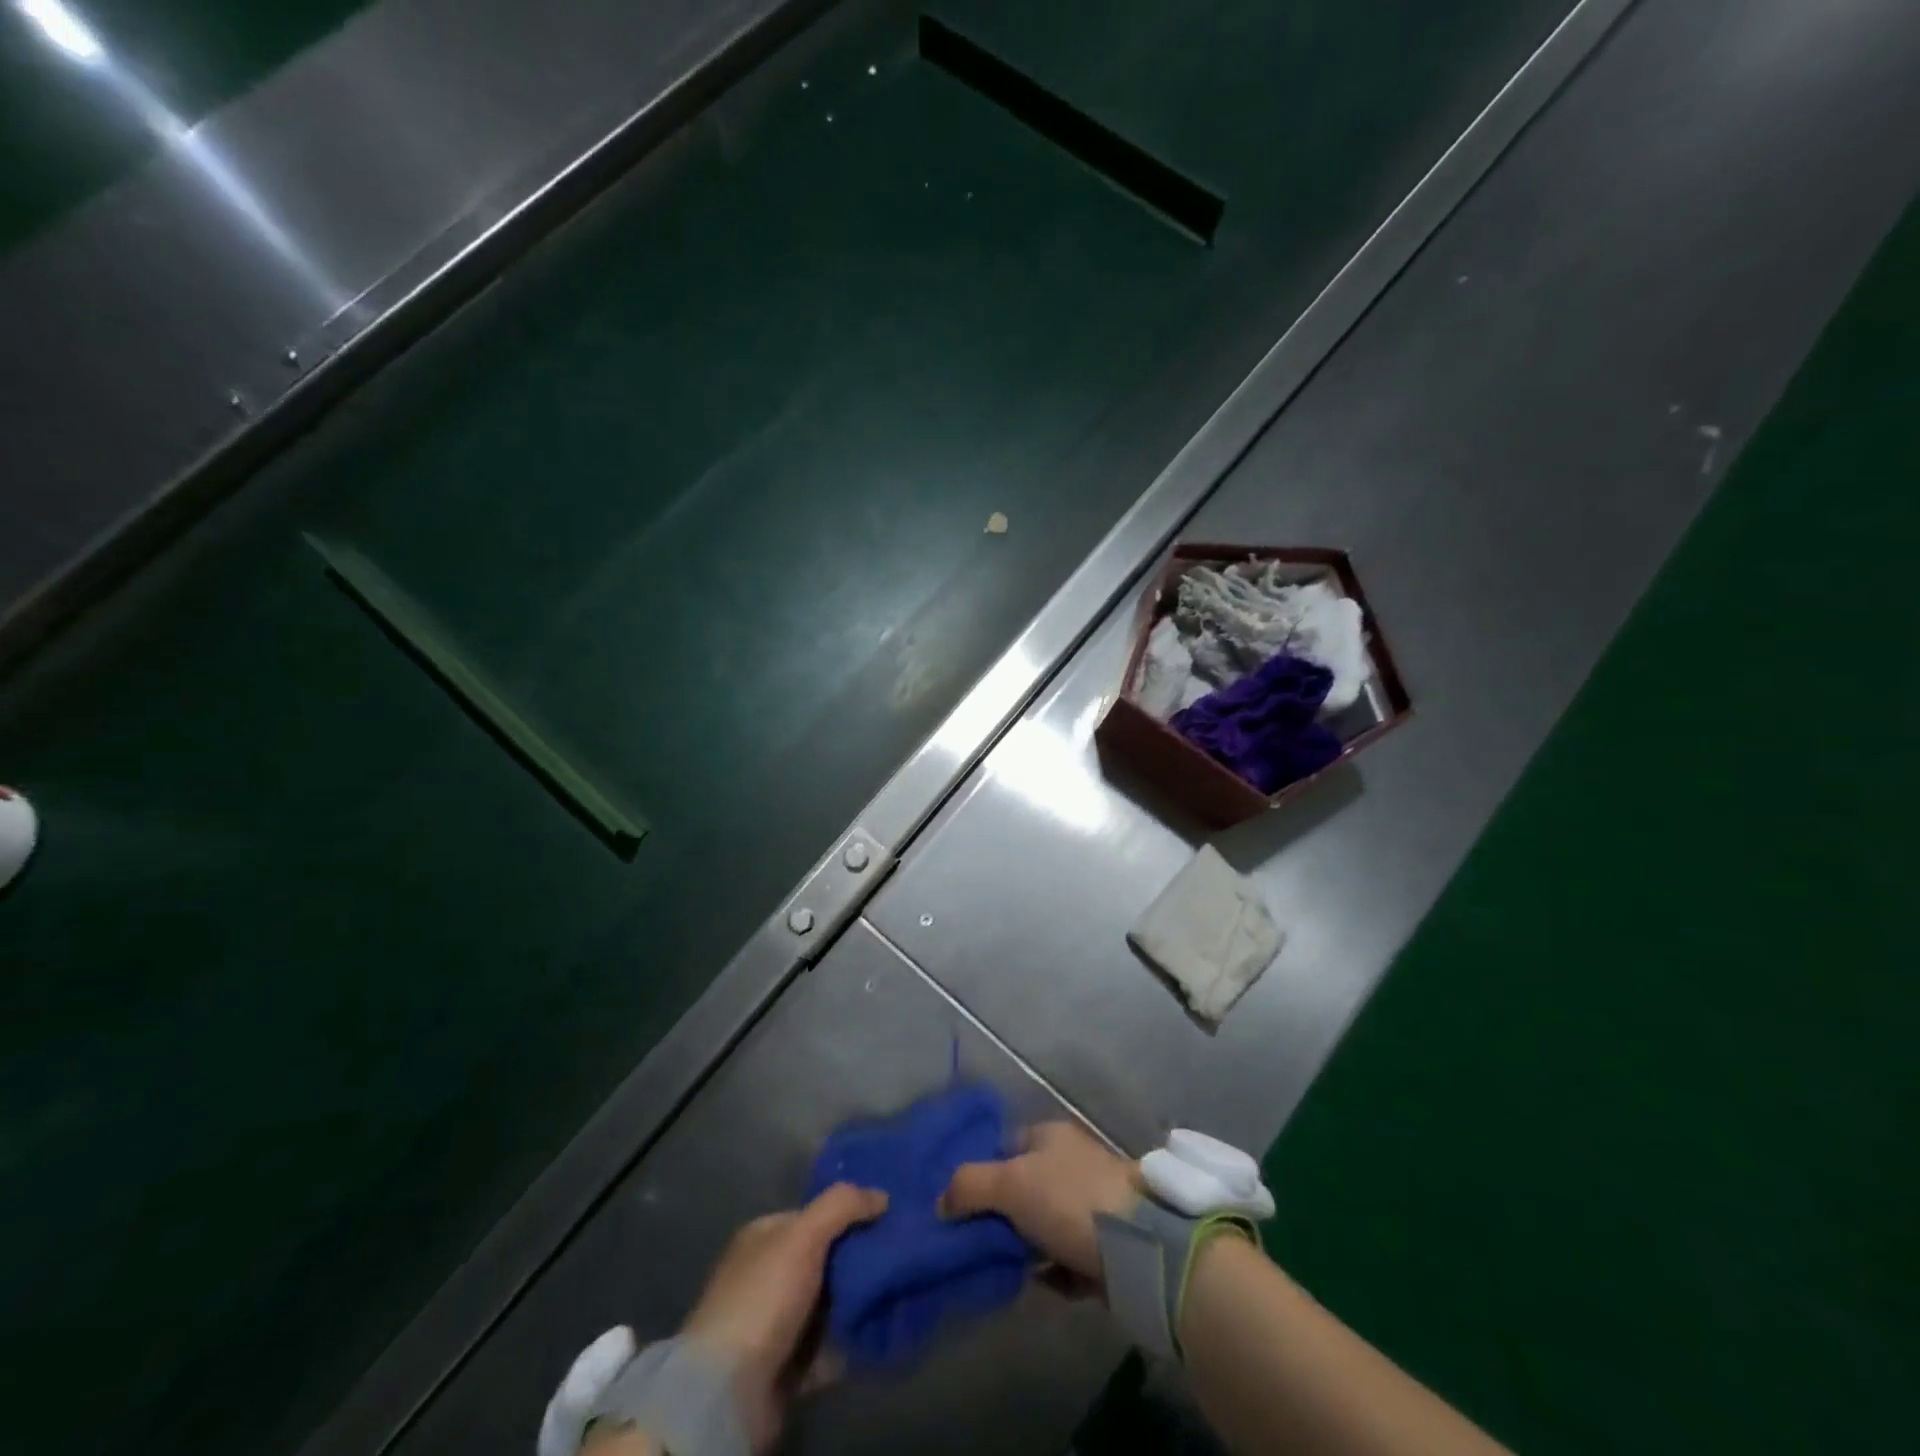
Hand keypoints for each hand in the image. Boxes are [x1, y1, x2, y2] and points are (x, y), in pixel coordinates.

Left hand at [680, 1183, 886, 1452]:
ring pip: (831, 1303)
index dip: (850, 1213)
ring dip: (860, 1302)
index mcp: (765, 1237)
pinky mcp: (789, 1366)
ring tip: (901, 1292)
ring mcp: (778, 1323)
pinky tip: (883, 1330)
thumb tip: (882, 1195)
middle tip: (901, 1256)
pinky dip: (853, 1340)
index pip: (815, 1215)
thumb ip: (843, 1205)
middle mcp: (769, 1275)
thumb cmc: (764, 1298)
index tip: (889, 1218)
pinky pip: (830, 1345)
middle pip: (826, 1259)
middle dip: (860, 1260)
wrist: (728, 1392)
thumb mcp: (804, 1235)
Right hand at [940, 1122, 1139, 1281]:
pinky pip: (1067, 1259)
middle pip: (1025, 1188)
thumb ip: (970, 1186)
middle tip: (976, 1243)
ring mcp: (1092, 1204)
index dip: (983, 1172)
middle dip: (1002, 1216)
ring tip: (1002, 1270)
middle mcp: (1071, 1163)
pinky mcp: (1107, 1245)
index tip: (961, 1205)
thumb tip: (941, 1202)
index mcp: (1051, 1136)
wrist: (1139, 1246)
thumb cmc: (1069, 1199)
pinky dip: (1052, 1273)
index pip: (1007, 1146)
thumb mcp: (1010, 1183)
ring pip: (1045, 1225)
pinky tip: (1038, 1286)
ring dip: (1026, 1248)